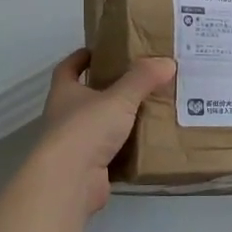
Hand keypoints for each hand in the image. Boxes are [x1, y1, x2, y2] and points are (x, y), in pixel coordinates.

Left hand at [36, 50, 176, 211]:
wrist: (69, 181)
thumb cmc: (86, 129)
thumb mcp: (118, 98)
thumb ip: (142, 79)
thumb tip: (167, 62)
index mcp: (65, 93)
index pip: (68, 68)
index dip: (81, 58)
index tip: (99, 50)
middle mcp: (65, 117)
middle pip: (86, 97)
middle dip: (109, 89)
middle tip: (140, 80)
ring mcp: (75, 145)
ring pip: (101, 127)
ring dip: (121, 120)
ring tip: (152, 110)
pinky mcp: (89, 169)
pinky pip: (112, 154)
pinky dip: (128, 149)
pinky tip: (150, 144)